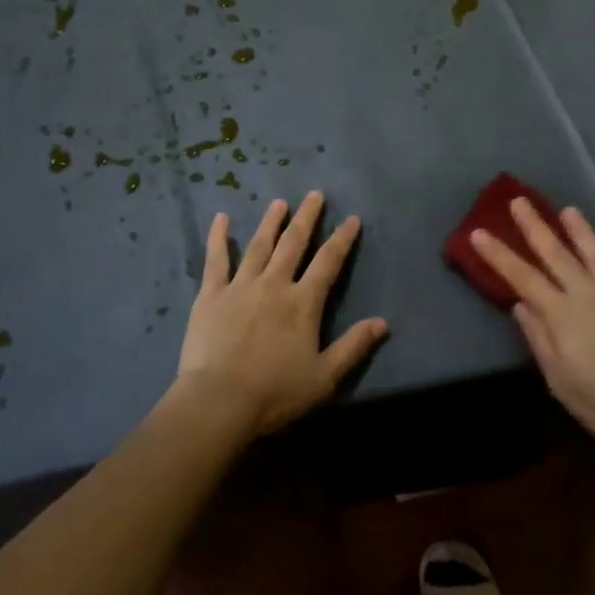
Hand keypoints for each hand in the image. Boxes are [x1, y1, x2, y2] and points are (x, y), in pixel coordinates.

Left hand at [176, 192, 388, 437]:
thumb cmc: (275, 392)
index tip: (351, 219)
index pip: (328, 262)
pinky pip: (216, 259)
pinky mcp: (210, 295)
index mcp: (303, 303)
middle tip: (315, 194)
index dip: (342, 239)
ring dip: (271, 222)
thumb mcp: (324, 376)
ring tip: (279, 202)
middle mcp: (274, 284)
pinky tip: (221, 218)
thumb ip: (354, 346)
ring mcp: (240, 286)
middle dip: (307, 218)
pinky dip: (218, 237)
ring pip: (259, 245)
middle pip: (294, 243)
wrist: (218, 400)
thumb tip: (383, 323)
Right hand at [471, 199, 594, 447]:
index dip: (499, 255)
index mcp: (562, 314)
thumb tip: (520, 305)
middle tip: (519, 201)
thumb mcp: (560, 380)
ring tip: (568, 210)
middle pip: (556, 254)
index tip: (478, 232)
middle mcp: (588, 294)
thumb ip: (539, 338)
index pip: (522, 277)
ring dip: (580, 231)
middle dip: (535, 226)